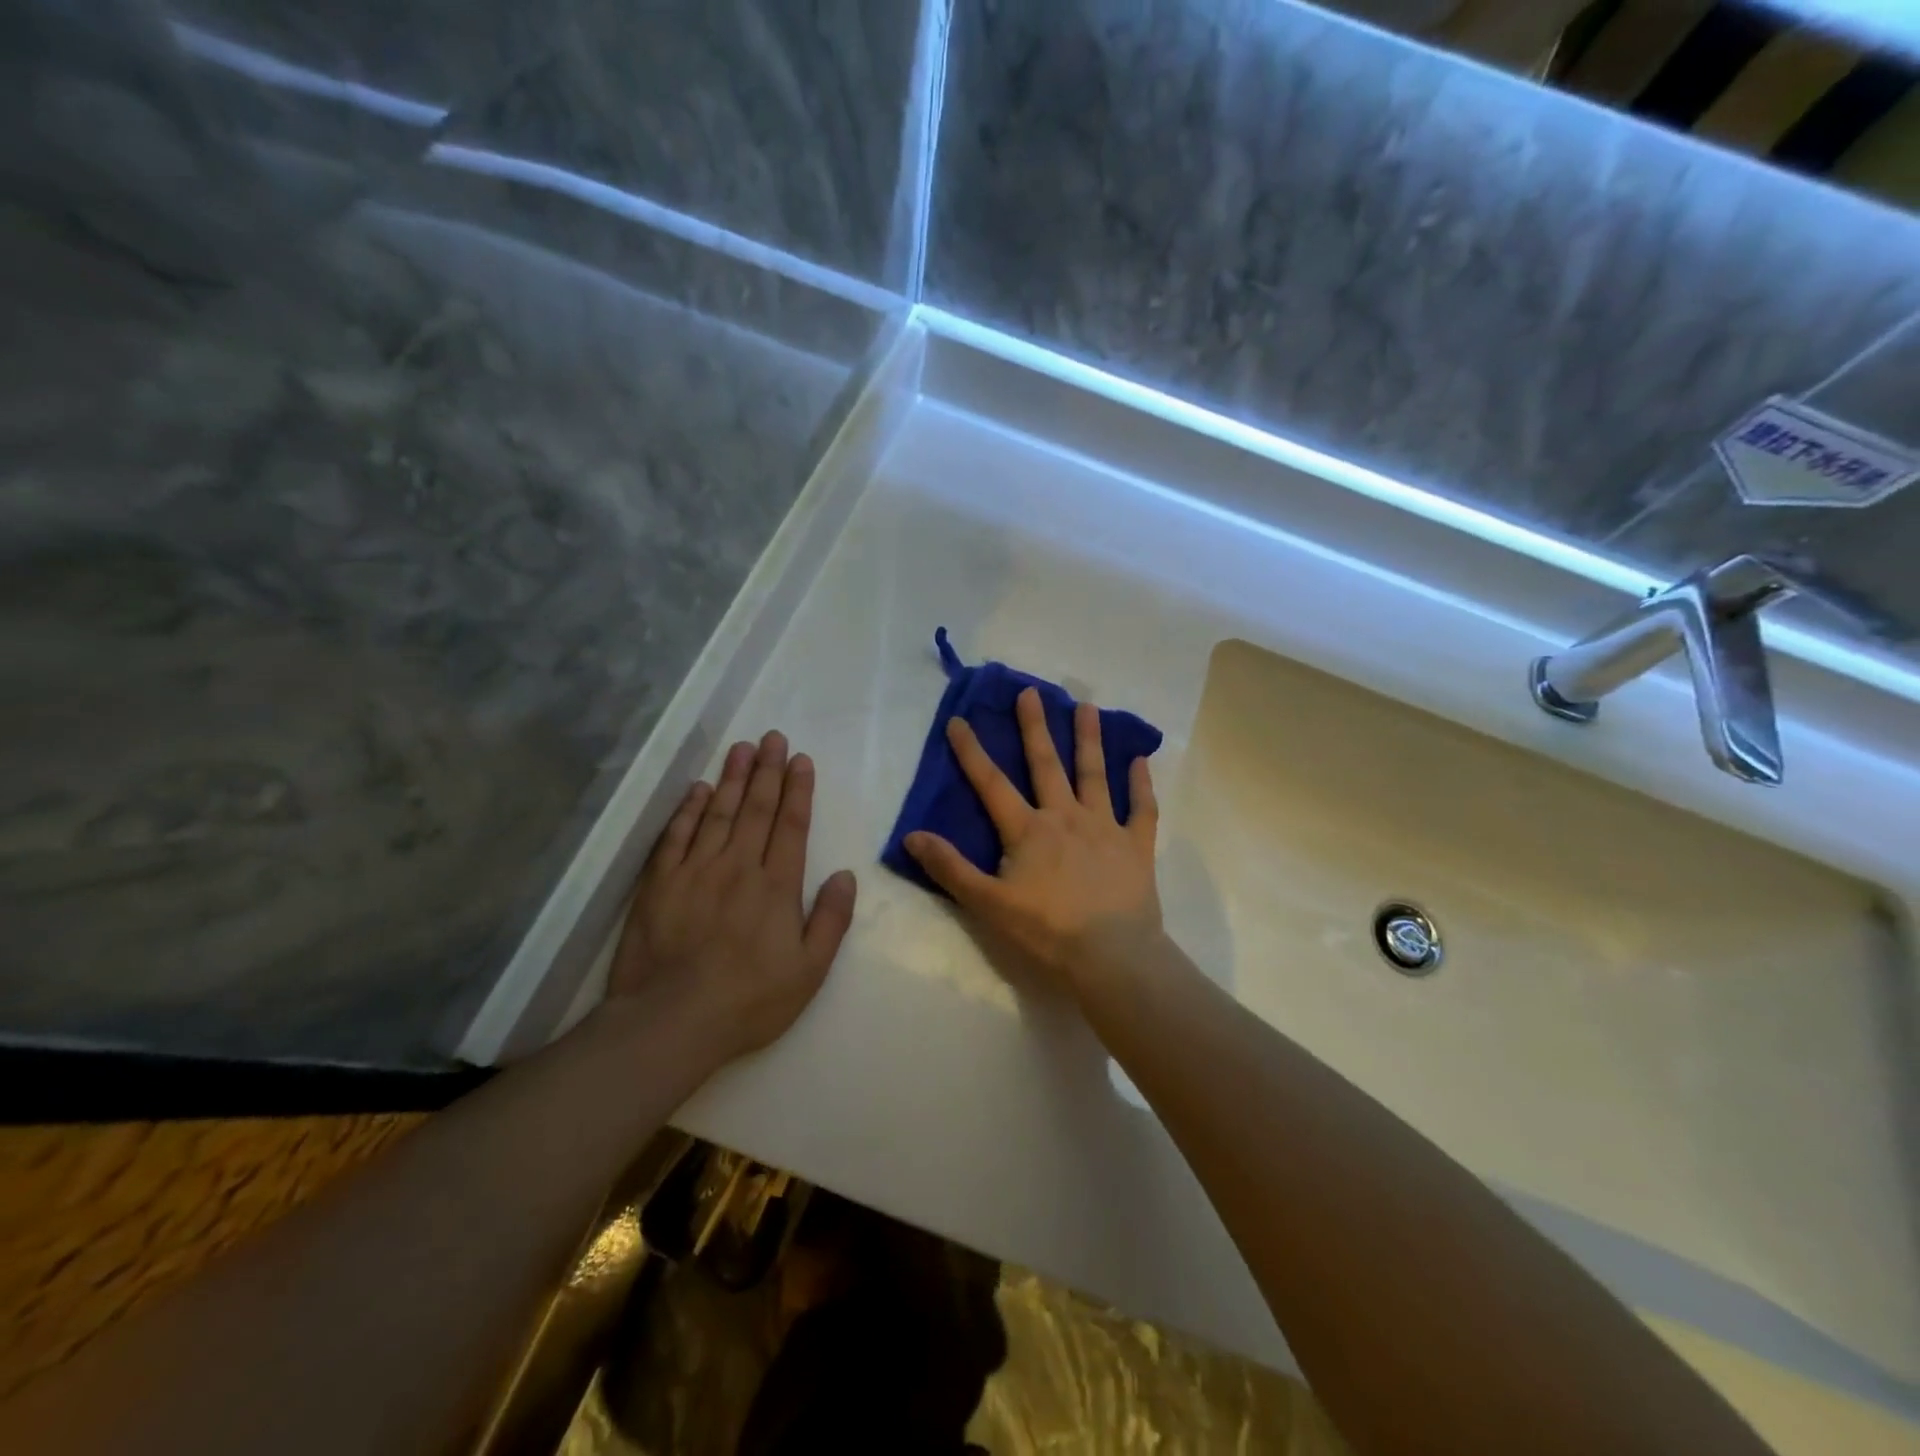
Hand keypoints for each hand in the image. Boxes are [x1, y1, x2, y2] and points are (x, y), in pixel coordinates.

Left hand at [608, 731, 857, 1063]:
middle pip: (756, 808)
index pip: (791, 825)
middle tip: (773, 738)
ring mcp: (695, 871)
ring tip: (742, 748)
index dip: (798, 789)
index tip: (801, 760)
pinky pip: (676, 835)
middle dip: (768, 770)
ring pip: (718, 812)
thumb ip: (831, 919)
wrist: (671, 1022)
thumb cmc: (749, 1000)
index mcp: (777, 885)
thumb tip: (845, 874)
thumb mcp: (810, 970)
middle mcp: (738, 866)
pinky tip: (697, 788)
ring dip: (732, 778)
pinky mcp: (659, 883)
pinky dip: (687, 808)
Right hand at [904, 687, 1163, 992]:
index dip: (972, 752)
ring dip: (1089, 740)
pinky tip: (1141, 760)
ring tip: (1087, 707)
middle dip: (1035, 727)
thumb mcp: (987, 904)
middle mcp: (1065, 817)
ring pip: (1094, 775)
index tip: (959, 720)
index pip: (992, 784)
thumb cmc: (1046, 930)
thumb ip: (950, 868)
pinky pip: (1141, 809)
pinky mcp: (1136, 845)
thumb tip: (912, 836)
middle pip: (1046, 764)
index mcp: (1028, 830)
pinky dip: (1141, 784)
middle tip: (1031, 692)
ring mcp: (1104, 827)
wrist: (1112, 955)